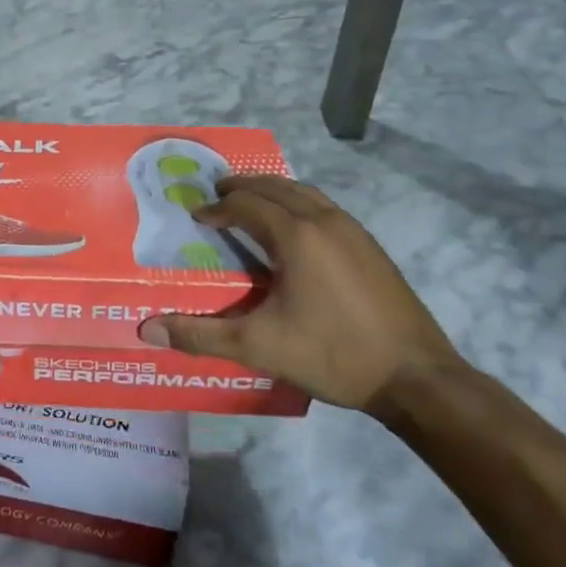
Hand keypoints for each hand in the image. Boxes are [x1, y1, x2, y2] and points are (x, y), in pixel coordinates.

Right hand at [137, 177, 461, 416]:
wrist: (418, 379)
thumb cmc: (333, 355)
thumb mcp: (259, 347)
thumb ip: (201, 336)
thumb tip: (147, 331)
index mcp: (296, 236)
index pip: (245, 205)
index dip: (217, 207)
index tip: (196, 216)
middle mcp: (324, 221)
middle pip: (276, 187)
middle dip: (242, 188)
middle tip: (216, 194)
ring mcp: (354, 231)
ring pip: (304, 193)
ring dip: (272, 191)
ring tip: (251, 202)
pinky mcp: (371, 247)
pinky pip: (325, 208)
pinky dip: (298, 203)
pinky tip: (295, 229)